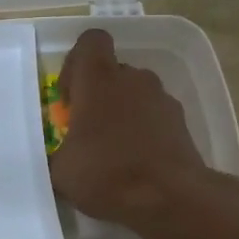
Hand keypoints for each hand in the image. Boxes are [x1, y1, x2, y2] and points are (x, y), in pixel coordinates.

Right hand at [48, 29, 212, 227]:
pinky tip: (137, 162)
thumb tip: (58, 157)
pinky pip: (155, 116)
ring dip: (123, 112)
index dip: (77, 63)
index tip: (70, 97)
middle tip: (88, 130)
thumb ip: (56, 153)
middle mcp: (132, 79)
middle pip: (113, 71)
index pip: (91, 41)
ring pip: (136, 94)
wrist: (171, 197)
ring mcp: (161, 98)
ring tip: (114, 150)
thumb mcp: (61, 171)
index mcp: (98, 79)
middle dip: (99, 94)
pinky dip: (145, 131)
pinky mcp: (181, 121)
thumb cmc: (107, 173)